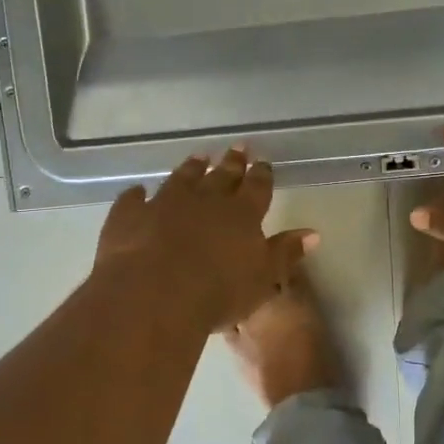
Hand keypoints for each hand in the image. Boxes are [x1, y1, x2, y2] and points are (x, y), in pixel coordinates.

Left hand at [95, 148, 318, 331]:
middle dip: (231, 163)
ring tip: (199, 158)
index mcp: (241, 214)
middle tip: (237, 148)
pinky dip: (137, 195)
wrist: (153, 295)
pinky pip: (134, 199)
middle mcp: (205, 200)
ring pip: (182, 179)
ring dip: (191, 168)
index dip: (261, 175)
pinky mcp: (130, 216)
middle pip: (221, 176)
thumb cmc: (218, 292)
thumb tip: (312, 234)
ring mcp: (164, 203)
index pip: (257, 188)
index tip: (263, 162)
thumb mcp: (263, 278)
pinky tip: (138, 192)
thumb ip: (285, 253)